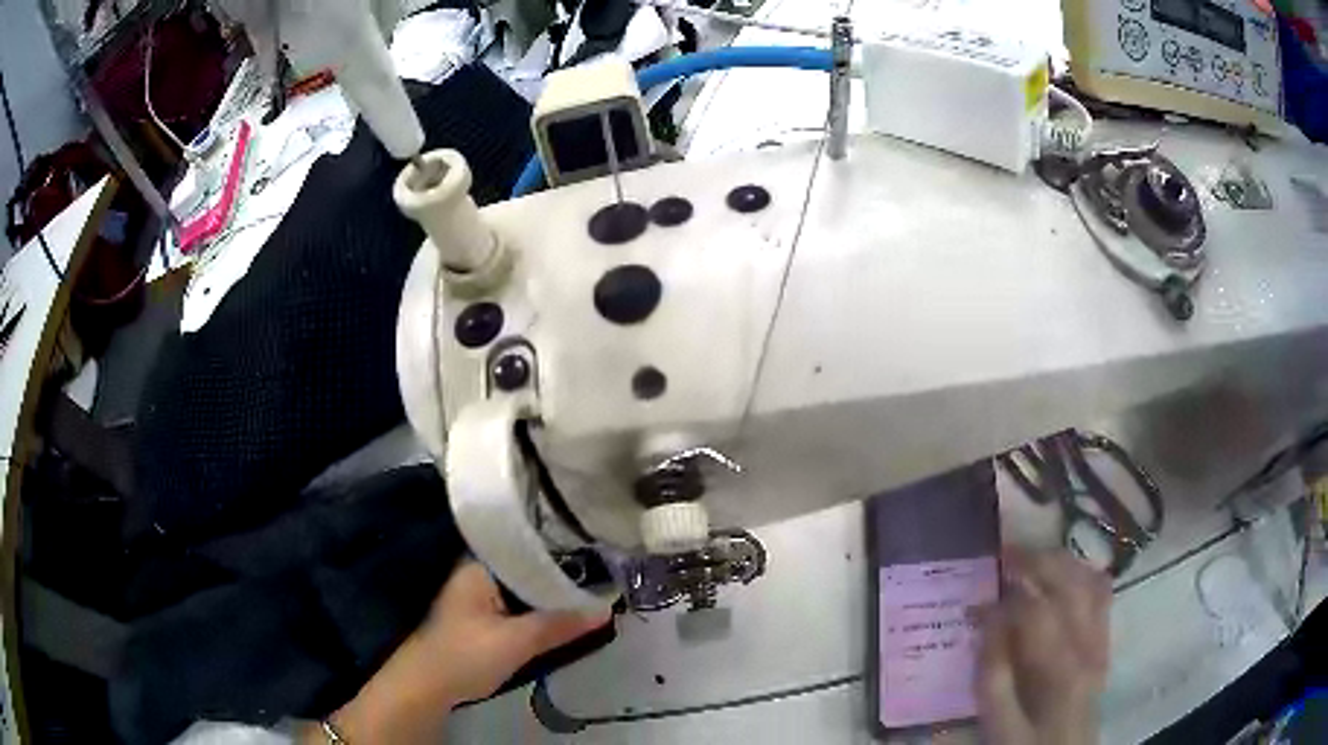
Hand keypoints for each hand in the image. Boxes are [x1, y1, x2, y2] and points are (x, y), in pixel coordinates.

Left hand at [323, 561, 610, 743]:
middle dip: (560, 575)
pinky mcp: (480, 618)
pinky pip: (516, 605)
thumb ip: (560, 624)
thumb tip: (606, 610)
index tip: (595, 548)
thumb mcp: (517, 641)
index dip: (560, 547)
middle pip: (526, 568)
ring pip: (522, 589)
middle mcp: (477, 574)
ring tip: (590, 590)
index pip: (525, 545)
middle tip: (602, 573)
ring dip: (549, 595)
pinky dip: (537, 609)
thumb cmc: (466, 654)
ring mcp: (476, 596)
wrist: (427, 686)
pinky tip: (561, 614)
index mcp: (479, 567)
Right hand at [975, 547, 1111, 744]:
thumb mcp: (998, 723)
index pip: (1036, 609)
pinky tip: (1065, 575)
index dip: (1007, 592)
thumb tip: (987, 619)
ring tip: (1034, 557)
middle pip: (1070, 582)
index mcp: (1059, 666)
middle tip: (1006, 550)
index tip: (982, 590)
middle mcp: (1088, 642)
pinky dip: (1083, 574)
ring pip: (1090, 580)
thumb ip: (992, 674)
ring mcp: (1102, 639)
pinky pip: (1102, 594)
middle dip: (1038, 558)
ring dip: (1063, 561)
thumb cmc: (1026, 743)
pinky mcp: (1105, 641)